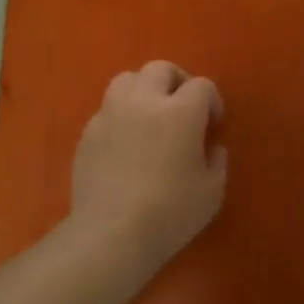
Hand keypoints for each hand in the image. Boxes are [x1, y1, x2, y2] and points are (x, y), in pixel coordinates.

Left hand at [70, 60, 226, 274]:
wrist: (112, 233)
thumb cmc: (171, 213)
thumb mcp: (212, 191)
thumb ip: (216, 161)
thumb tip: (211, 147)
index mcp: (181, 111)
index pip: (202, 86)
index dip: (212, 101)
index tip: (213, 124)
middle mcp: (144, 101)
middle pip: (161, 69)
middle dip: (177, 82)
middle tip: (183, 109)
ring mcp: (110, 114)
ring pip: (127, 80)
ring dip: (144, 90)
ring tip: (150, 116)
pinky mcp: (88, 133)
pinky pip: (107, 110)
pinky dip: (121, 116)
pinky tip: (126, 143)